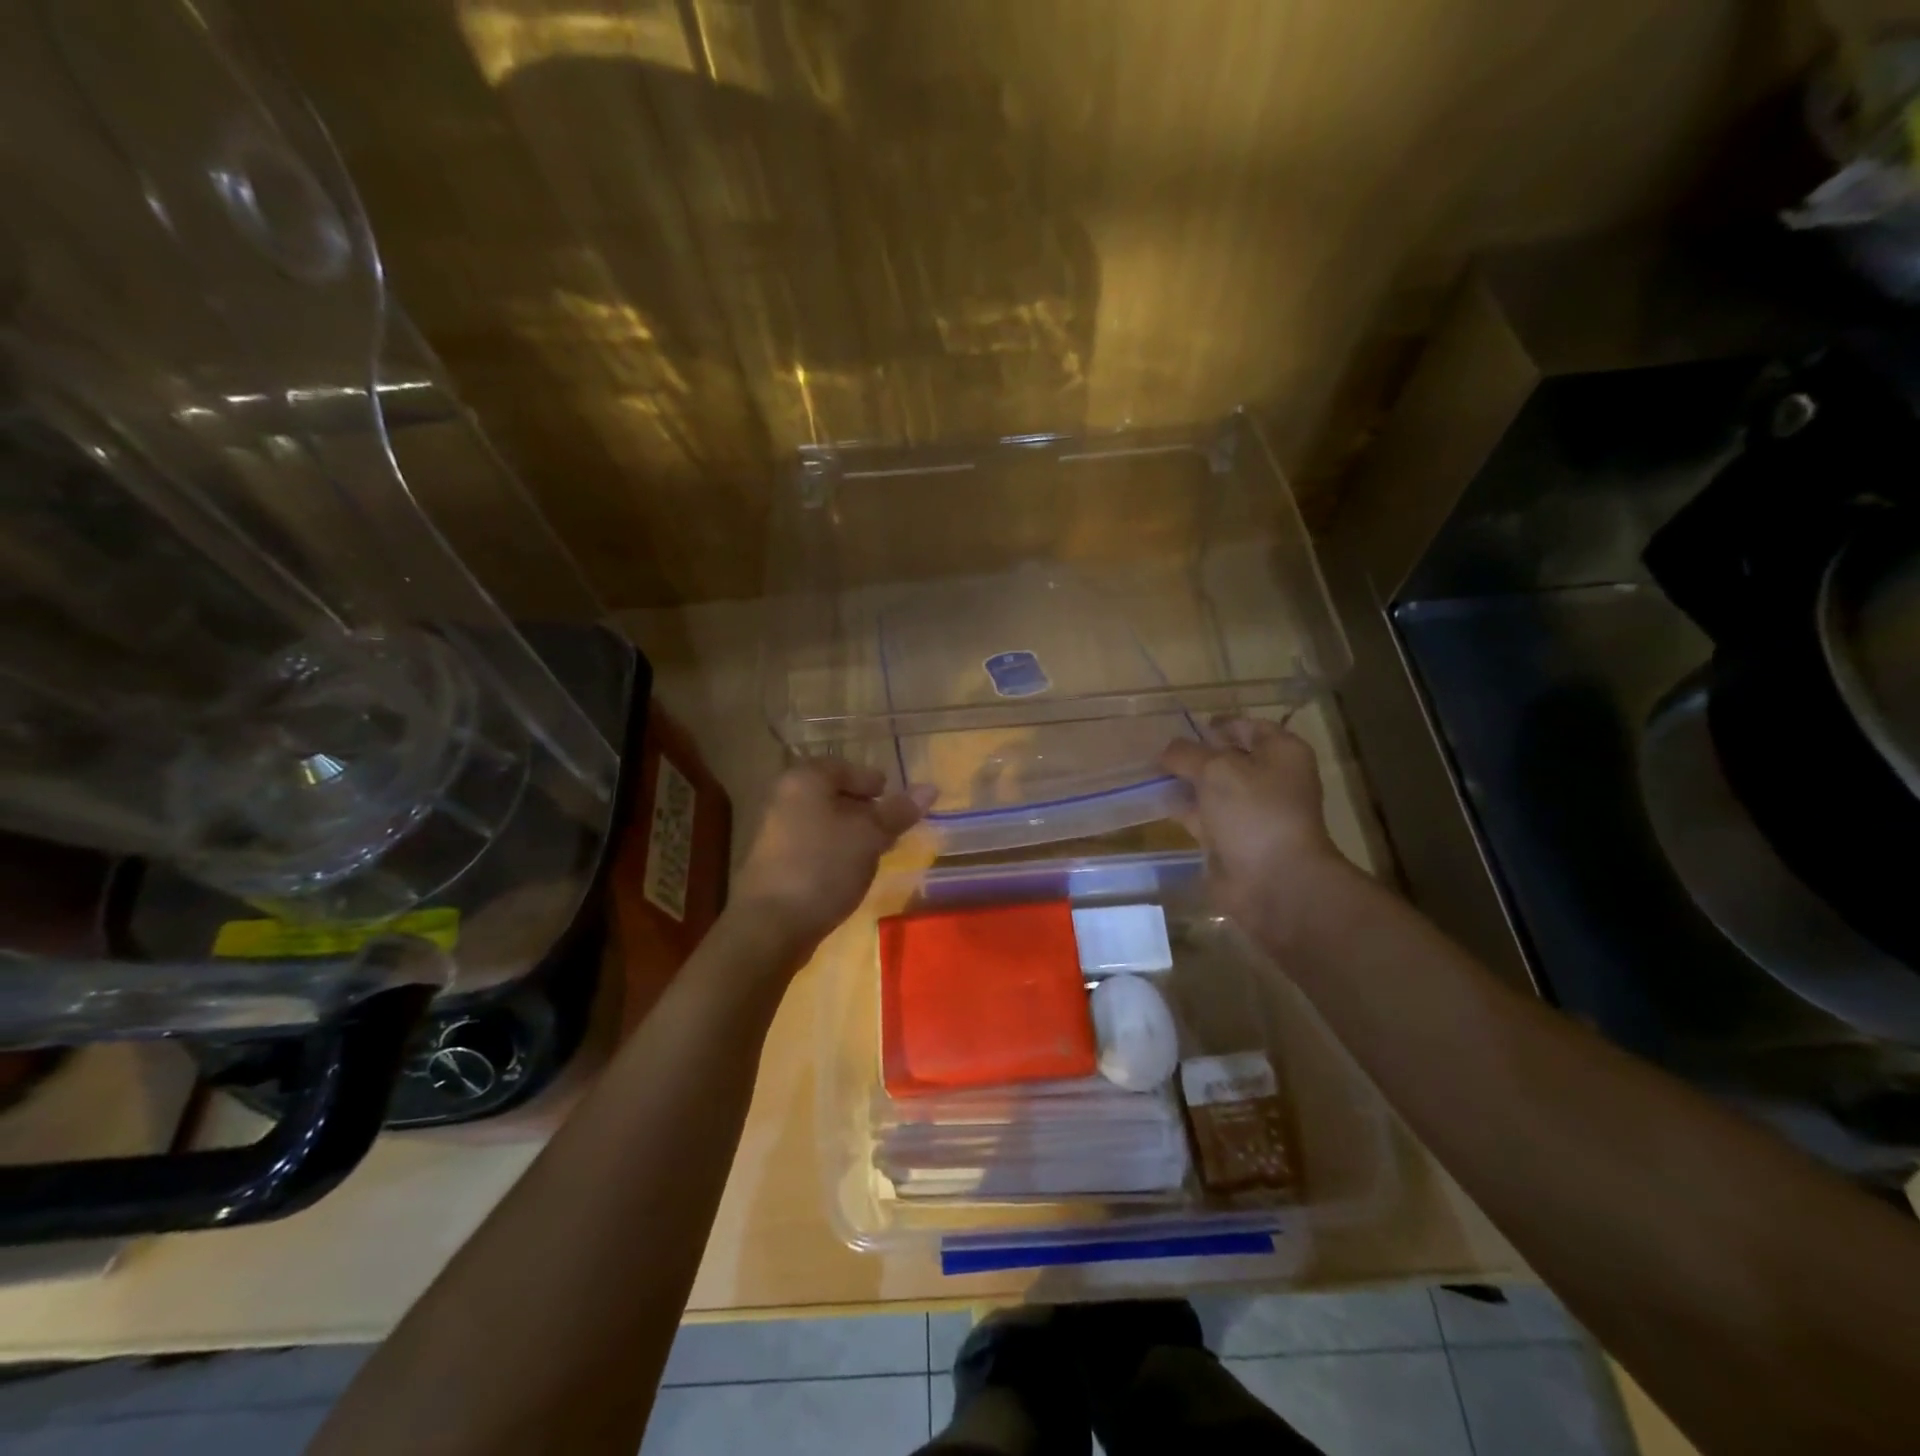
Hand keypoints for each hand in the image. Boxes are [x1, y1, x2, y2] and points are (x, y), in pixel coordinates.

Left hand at [731, 760, 933, 952]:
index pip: (845, 767)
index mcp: (805, 780)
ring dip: (853, 833)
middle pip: (833, 794)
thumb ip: (898, 811)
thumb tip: (930, 788)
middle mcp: (786, 798)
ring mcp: (777, 832)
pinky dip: (836, 851)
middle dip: (866, 809)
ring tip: (879, 851)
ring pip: (825, 822)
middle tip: (894, 828)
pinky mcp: (776, 863)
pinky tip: (854, 871)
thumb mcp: (869, 835)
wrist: (771, 924)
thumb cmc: (823, 866)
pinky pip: (814, 845)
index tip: (897, 804)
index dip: (873, 782)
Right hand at [1161, 716, 1349, 941]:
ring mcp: (1250, 810)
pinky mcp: (1231, 837)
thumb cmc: (1254, 812)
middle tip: (1157, 750)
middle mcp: (1269, 778)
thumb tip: (1168, 751)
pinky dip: (1181, 808)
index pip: (1247, 726)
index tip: (1181, 728)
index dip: (1215, 725)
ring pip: (1211, 787)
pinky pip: (1202, 814)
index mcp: (1281, 752)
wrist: (1273, 881)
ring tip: (1147, 771)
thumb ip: (1187, 753)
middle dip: (1194, 754)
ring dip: (1184, 781)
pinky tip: (1154, 799)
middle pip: (1227, 757)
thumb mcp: (1216, 769)